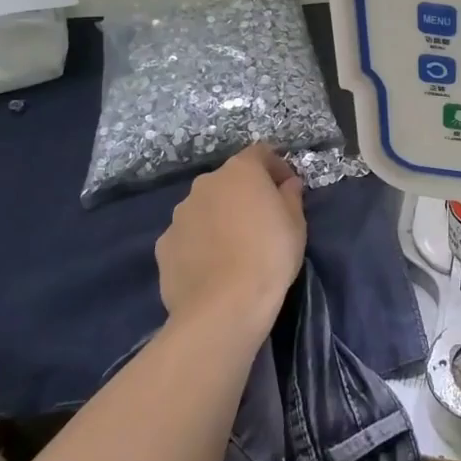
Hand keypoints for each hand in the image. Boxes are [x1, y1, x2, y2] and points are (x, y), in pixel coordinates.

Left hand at [156, 144, 306, 343]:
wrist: (224, 307)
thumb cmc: (269, 256)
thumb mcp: (296, 224)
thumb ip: (291, 196)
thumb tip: (288, 184)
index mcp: (240, 171)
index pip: (260, 153)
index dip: (276, 167)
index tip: (287, 188)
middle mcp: (205, 184)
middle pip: (229, 180)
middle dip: (244, 194)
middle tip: (261, 220)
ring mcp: (180, 214)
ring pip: (205, 207)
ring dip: (219, 217)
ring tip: (233, 248)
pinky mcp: (164, 245)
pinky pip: (187, 236)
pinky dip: (199, 243)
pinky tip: (211, 267)